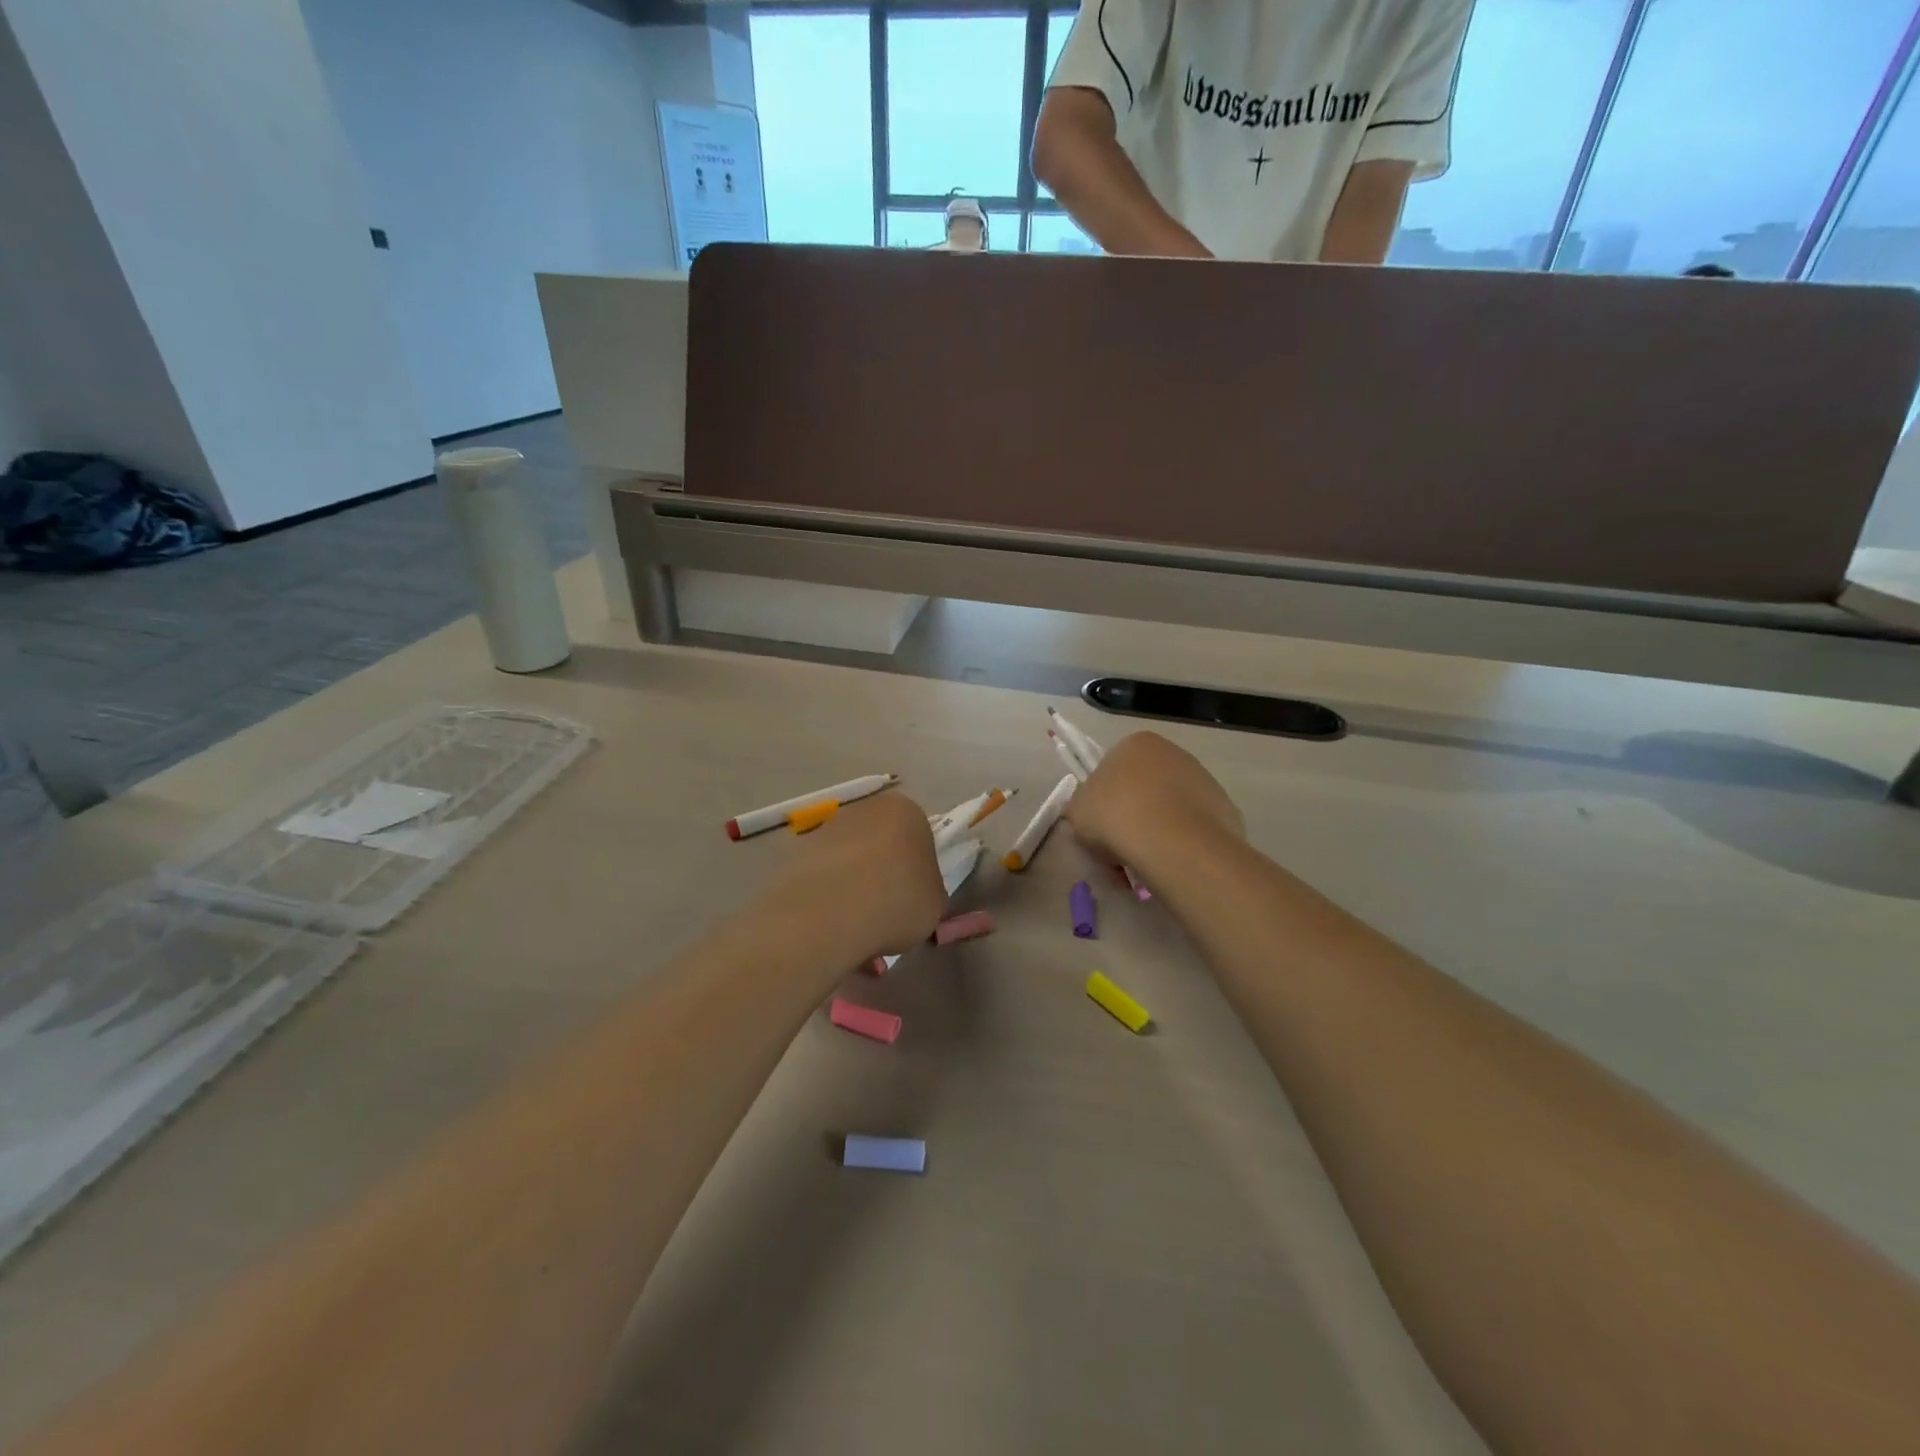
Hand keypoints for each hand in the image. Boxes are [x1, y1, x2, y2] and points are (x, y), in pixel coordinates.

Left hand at [769, 792, 947, 959]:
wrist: (831, 912)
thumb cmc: (898, 901)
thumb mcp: (935, 904)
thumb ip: (929, 891)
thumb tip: (915, 895)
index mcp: (908, 812)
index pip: (920, 837)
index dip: (918, 871)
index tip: (914, 898)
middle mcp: (867, 808)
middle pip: (881, 842)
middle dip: (883, 871)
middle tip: (886, 911)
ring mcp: (828, 826)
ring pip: (849, 857)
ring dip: (853, 882)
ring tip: (855, 924)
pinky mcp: (797, 850)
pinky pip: (823, 873)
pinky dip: (827, 893)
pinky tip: (830, 923)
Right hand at [1064, 732, 1243, 876]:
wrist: (1173, 843)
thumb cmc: (1115, 816)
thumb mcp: (1077, 812)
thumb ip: (1081, 807)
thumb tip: (1088, 814)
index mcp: (1136, 744)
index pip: (1113, 769)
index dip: (1103, 801)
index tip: (1100, 828)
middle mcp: (1173, 753)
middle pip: (1144, 788)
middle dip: (1132, 816)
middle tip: (1119, 850)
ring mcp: (1204, 779)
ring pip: (1170, 809)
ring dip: (1156, 832)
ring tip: (1144, 864)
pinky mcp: (1225, 808)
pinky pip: (1193, 828)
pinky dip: (1182, 844)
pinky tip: (1171, 864)